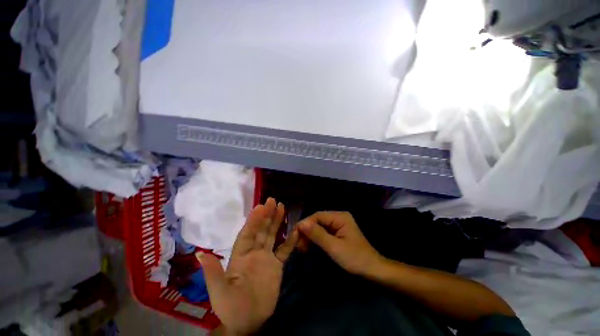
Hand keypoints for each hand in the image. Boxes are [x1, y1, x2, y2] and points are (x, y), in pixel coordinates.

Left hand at [198, 198, 298, 334]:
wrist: (249, 322)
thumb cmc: (231, 308)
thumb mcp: (220, 292)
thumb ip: (213, 272)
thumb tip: (200, 253)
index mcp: (240, 255)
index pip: (248, 233)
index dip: (254, 220)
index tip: (260, 207)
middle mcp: (254, 252)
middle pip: (261, 230)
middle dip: (267, 215)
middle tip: (273, 200)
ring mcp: (266, 257)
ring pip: (272, 235)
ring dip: (277, 222)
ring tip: (282, 207)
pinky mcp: (277, 265)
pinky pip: (284, 250)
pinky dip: (290, 241)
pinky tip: (295, 231)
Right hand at [297, 211, 382, 276]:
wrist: (372, 270)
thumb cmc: (355, 258)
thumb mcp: (334, 247)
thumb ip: (317, 234)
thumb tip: (301, 224)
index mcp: (339, 217)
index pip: (317, 216)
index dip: (305, 224)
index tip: (294, 235)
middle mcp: (338, 217)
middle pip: (317, 220)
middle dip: (306, 231)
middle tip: (298, 245)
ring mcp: (338, 225)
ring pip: (318, 226)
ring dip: (309, 236)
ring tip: (302, 248)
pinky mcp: (337, 232)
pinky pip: (323, 232)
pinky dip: (315, 239)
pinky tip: (309, 246)